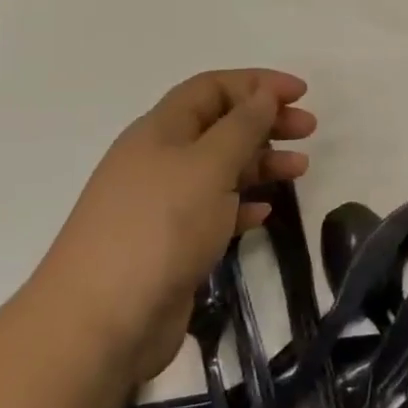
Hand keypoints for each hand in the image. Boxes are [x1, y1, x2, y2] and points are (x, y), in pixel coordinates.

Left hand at [33, 69, 315, 378]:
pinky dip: (242, 204)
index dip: (257, 83)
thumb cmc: (159, 229)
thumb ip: (241, 127)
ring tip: (300, 169)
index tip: (301, 92)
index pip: (212, 88)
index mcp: (161, 130)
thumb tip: (263, 95)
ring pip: (221, 168)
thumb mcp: (208, 166)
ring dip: (261, 161)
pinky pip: (214, 211)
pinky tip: (264, 212)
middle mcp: (160, 160)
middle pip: (220, 125)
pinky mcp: (171, 244)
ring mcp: (163, 204)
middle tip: (308, 129)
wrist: (99, 323)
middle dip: (266, 120)